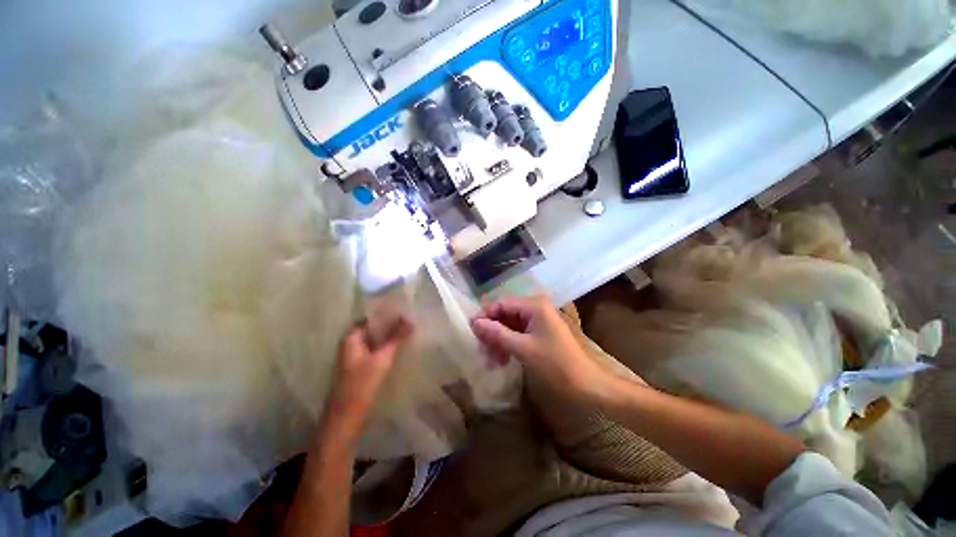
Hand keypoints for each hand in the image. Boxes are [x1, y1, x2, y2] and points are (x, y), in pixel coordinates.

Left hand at [322, 313, 412, 434]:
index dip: (386, 312)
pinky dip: (386, 346)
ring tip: (408, 330)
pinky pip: (375, 350)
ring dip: (389, 336)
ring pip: (375, 340)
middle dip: (390, 324)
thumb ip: (396, 338)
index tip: (403, 309)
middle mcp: (351, 344)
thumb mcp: (382, 358)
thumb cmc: (361, 385)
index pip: (370, 317)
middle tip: (410, 318)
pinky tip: (400, 346)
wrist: (345, 418)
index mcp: (351, 338)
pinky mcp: (360, 367)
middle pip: (373, 328)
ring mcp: (355, 356)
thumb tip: (410, 319)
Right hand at [470, 295, 610, 401]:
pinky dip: (508, 345)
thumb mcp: (523, 348)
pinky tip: (502, 360)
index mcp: (534, 306)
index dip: (485, 315)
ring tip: (491, 360)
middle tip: (481, 349)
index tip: (471, 331)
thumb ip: (497, 333)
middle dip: (492, 331)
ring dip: (499, 340)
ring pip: (510, 325)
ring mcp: (539, 321)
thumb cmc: (556, 364)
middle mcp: (536, 308)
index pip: (501, 303)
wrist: (587, 385)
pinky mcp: (540, 334)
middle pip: (505, 314)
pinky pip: (518, 334)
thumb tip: (475, 322)